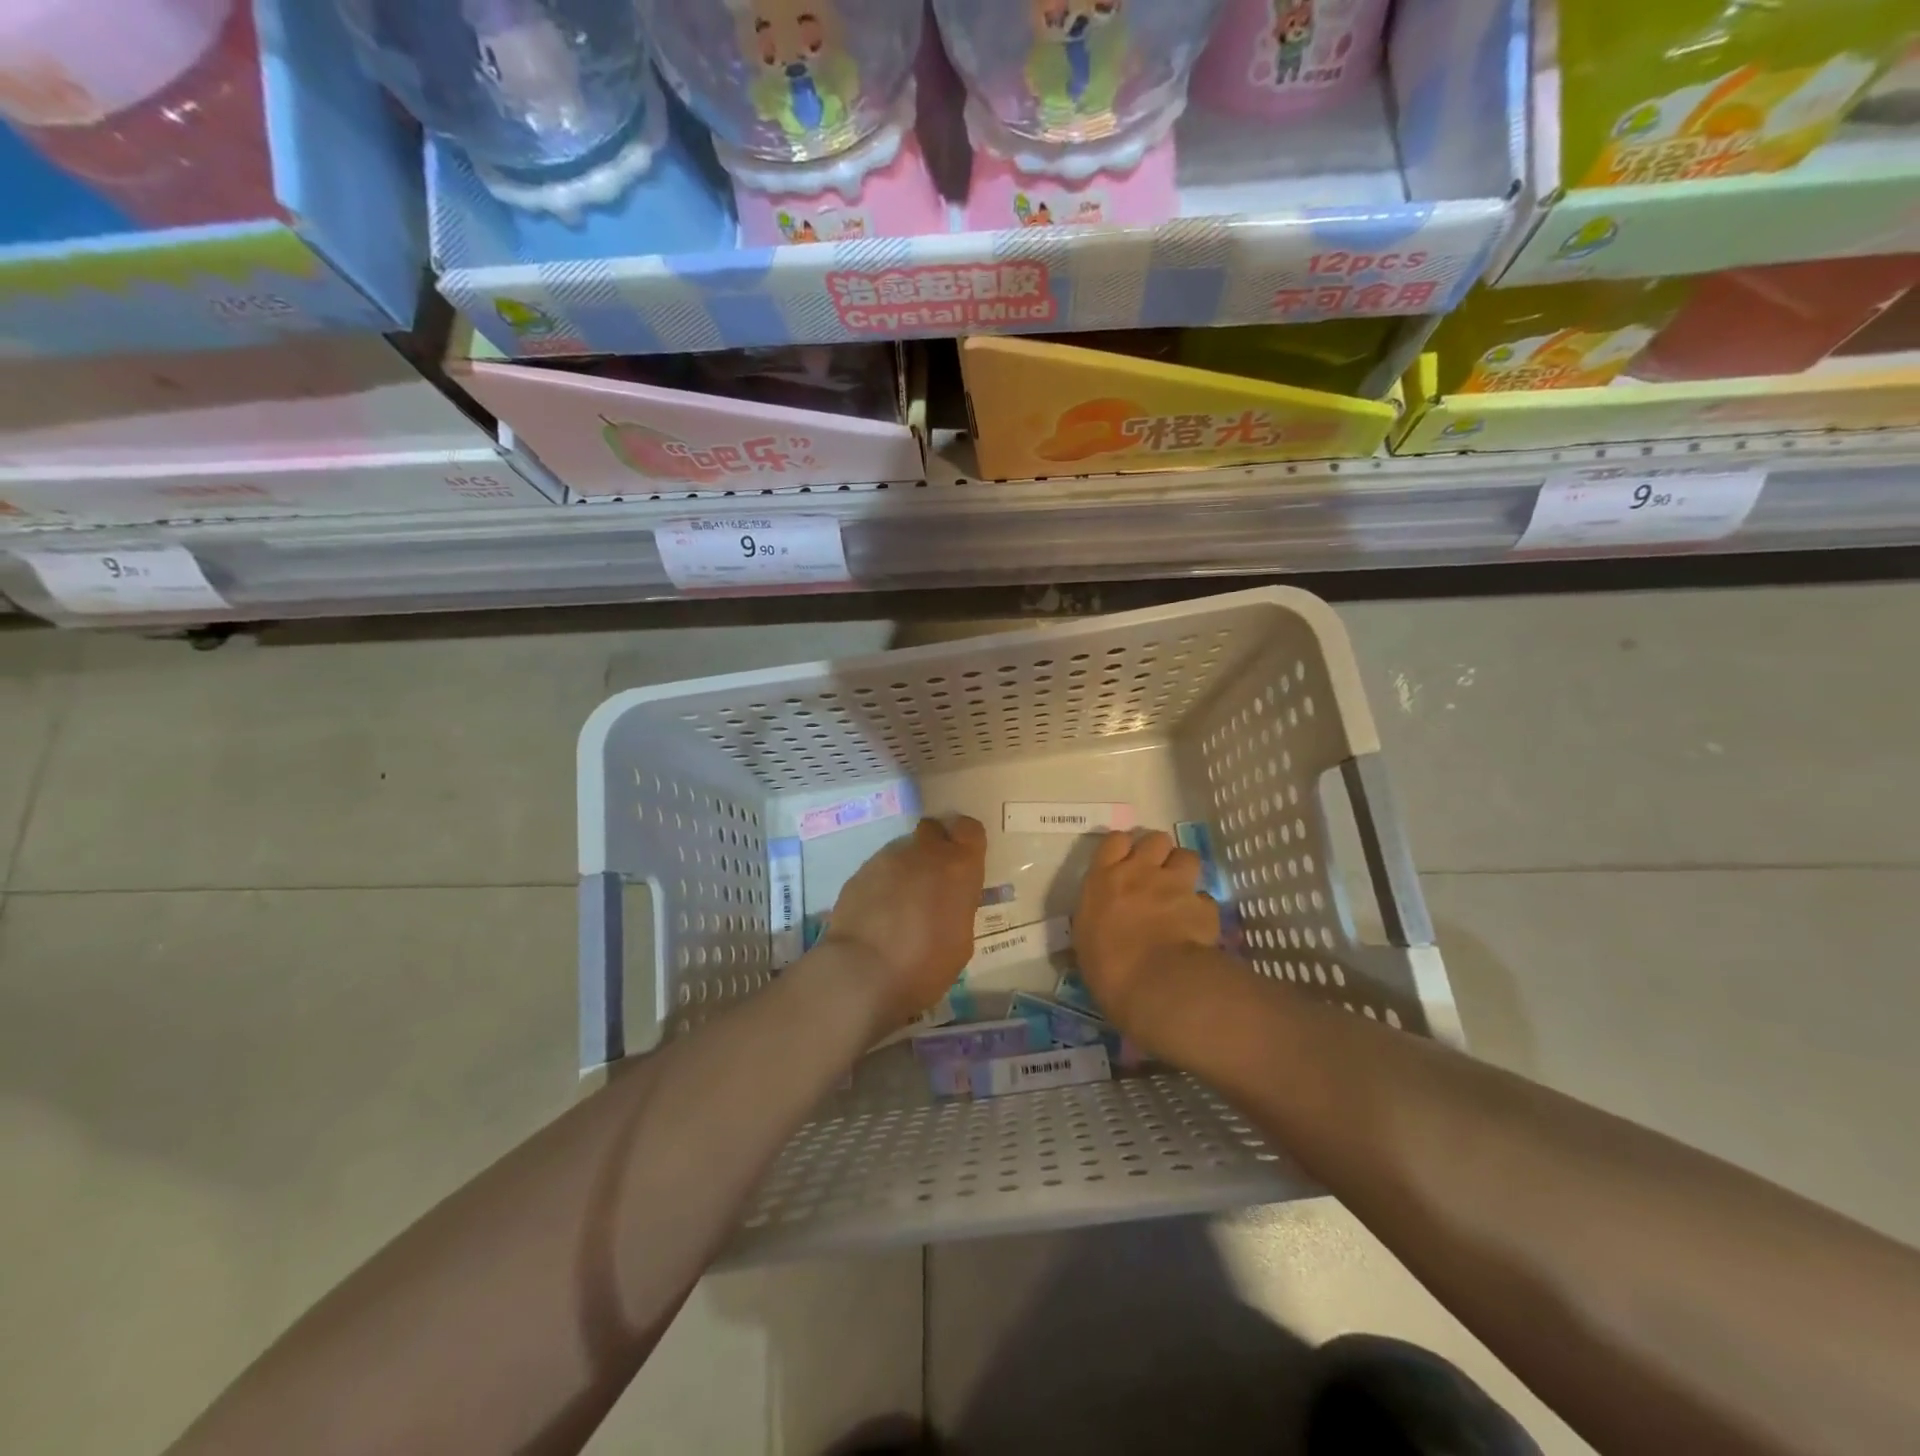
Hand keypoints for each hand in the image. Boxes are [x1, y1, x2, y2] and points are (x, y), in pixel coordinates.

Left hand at [818, 815, 986, 1031]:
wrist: (863, 973)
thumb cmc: (926, 963)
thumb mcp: (961, 939)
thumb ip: (957, 906)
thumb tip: (947, 902)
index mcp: (957, 865)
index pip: (968, 829)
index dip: (966, 842)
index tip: (964, 861)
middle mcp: (922, 852)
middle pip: (932, 830)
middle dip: (934, 848)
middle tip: (933, 880)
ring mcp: (886, 859)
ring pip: (902, 852)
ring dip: (906, 870)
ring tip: (900, 906)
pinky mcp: (858, 874)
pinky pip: (878, 871)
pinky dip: (882, 886)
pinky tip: (878, 915)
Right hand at [1072, 829, 1218, 1036]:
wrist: (1154, 983)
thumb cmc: (1106, 967)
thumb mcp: (1085, 937)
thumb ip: (1096, 914)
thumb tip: (1101, 917)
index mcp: (1104, 879)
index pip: (1115, 840)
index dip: (1123, 848)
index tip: (1124, 861)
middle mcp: (1140, 872)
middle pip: (1155, 839)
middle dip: (1157, 852)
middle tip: (1155, 873)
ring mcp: (1175, 886)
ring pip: (1187, 856)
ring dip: (1183, 870)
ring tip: (1180, 890)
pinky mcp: (1203, 906)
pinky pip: (1205, 898)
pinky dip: (1201, 908)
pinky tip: (1196, 924)